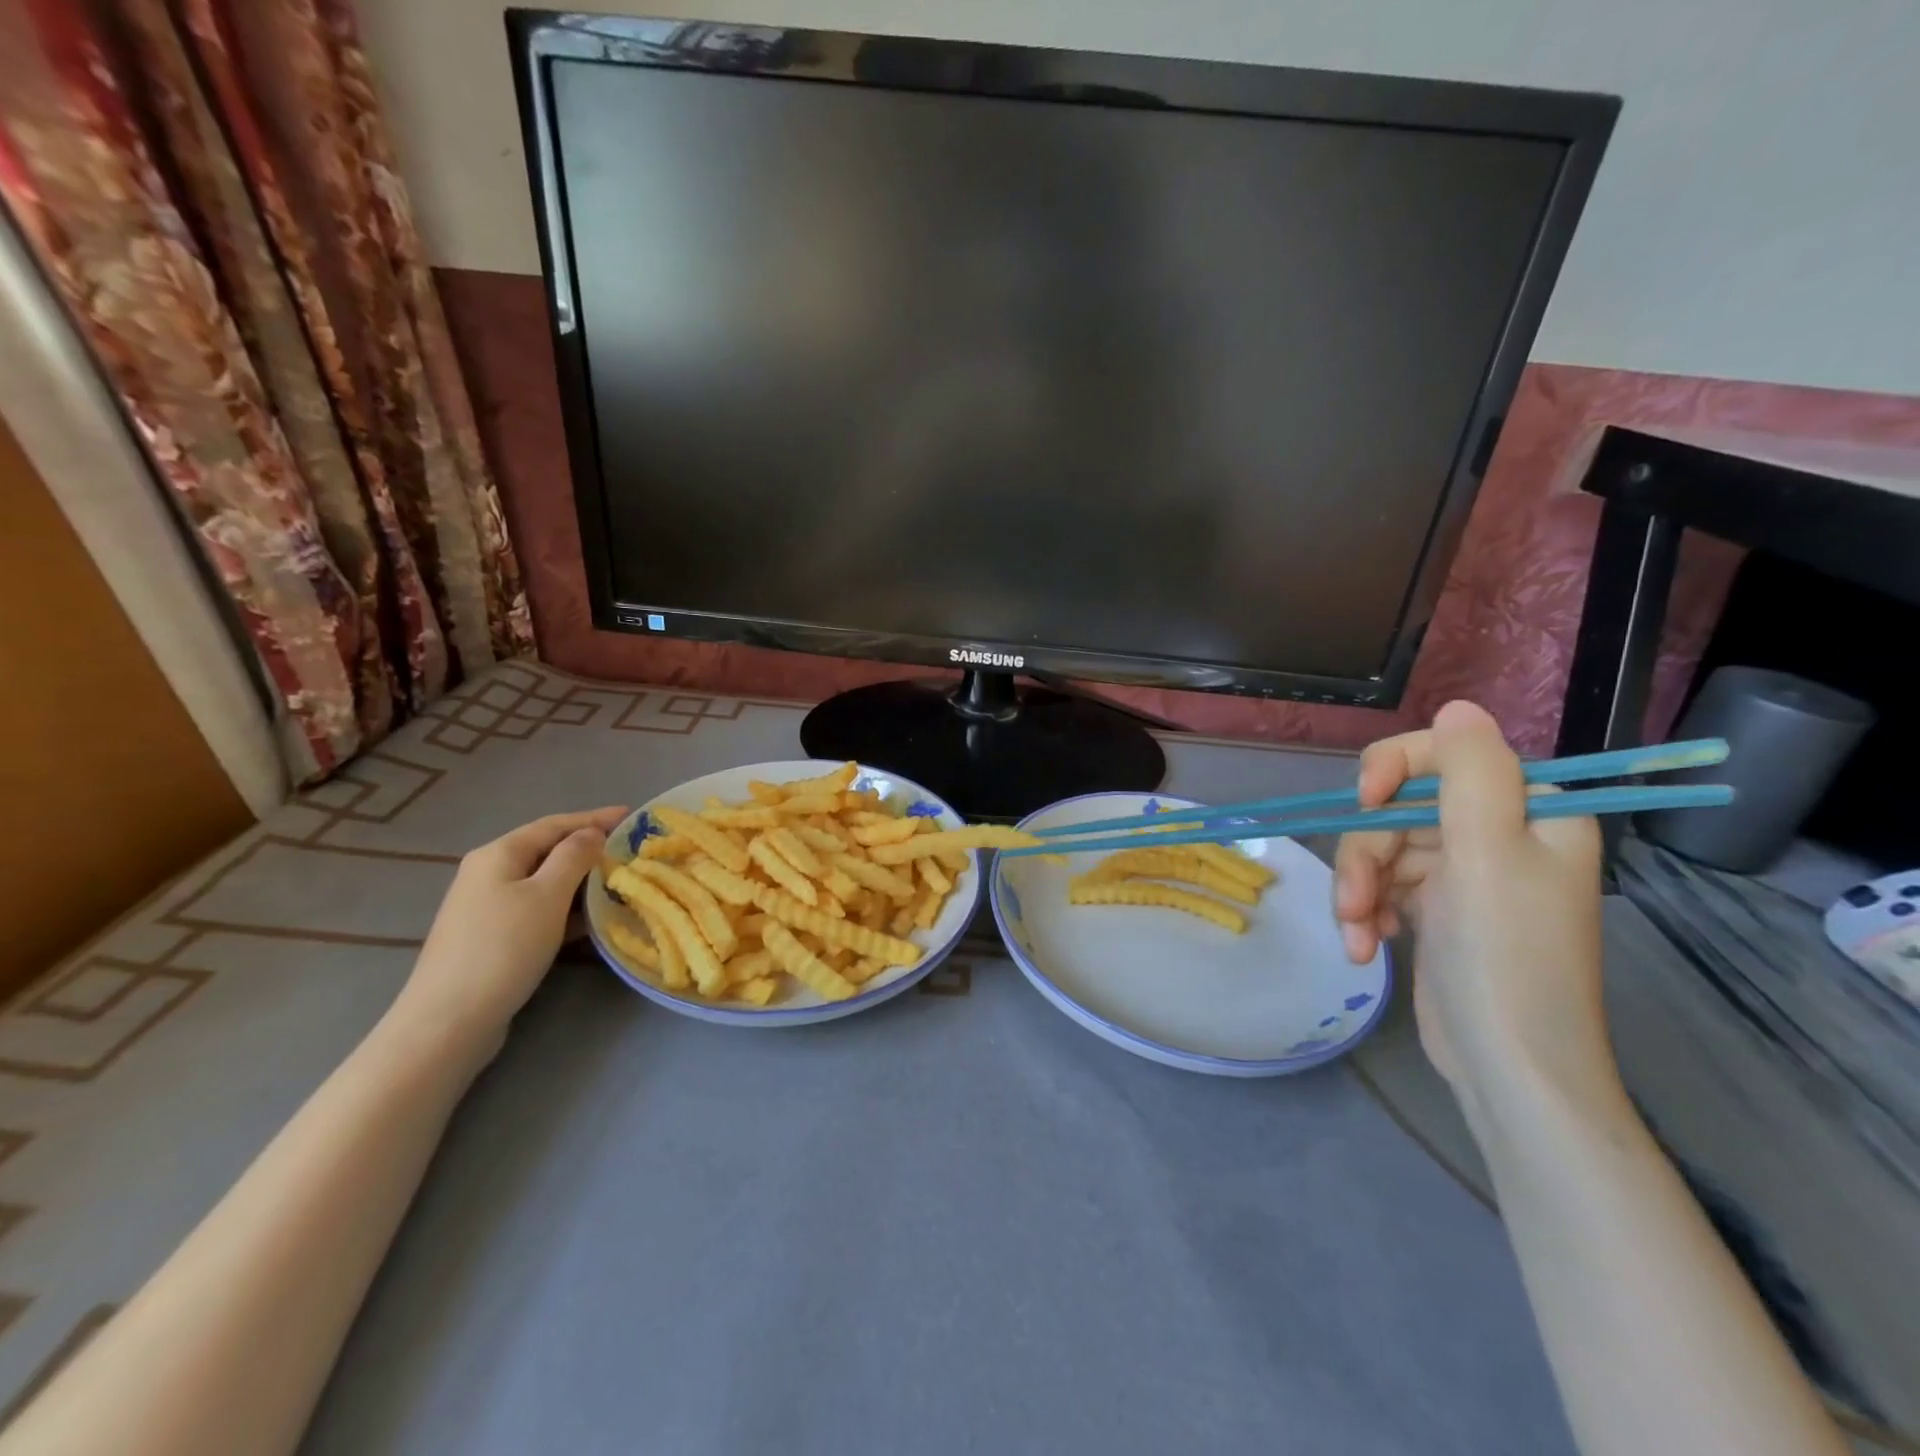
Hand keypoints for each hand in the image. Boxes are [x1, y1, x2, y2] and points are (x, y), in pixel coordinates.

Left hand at [391, 807, 627, 1057]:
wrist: (450, 1020)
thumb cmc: (504, 948)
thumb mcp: (548, 895)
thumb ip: (574, 857)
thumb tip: (591, 834)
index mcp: (499, 854)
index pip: (555, 824)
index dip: (595, 817)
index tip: (633, 815)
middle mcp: (488, 873)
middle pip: (547, 850)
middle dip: (589, 847)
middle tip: (630, 850)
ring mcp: (487, 906)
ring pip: (544, 881)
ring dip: (581, 879)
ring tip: (618, 882)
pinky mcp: (492, 936)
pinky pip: (538, 908)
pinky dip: (566, 906)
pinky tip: (590, 918)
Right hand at [1332, 702, 1609, 1104]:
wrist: (1509, 1068)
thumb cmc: (1505, 956)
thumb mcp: (1488, 852)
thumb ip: (1470, 770)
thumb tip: (1456, 707)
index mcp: (1530, 812)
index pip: (1446, 756)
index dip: (1395, 769)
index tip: (1363, 803)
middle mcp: (1499, 835)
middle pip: (1401, 808)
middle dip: (1366, 853)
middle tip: (1354, 901)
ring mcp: (1464, 875)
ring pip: (1381, 849)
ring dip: (1359, 889)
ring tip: (1358, 934)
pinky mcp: (1435, 910)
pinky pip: (1383, 885)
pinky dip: (1366, 911)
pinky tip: (1366, 945)